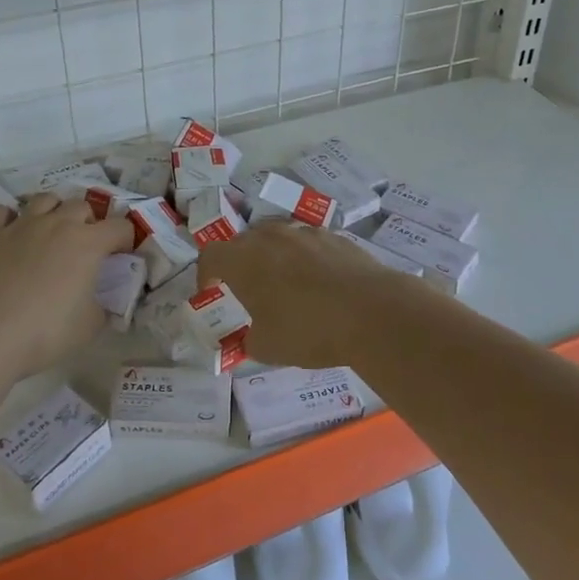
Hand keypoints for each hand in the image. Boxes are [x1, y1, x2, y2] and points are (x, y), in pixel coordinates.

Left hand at [0, 194, 134, 377]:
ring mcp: (21, 225)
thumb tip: (101, 299)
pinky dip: (9, 218)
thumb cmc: (45, 332)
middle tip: (84, 246)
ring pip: (45, 199)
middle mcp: (57, 224)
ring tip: (50, 232)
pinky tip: (10, 234)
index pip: (120, 227)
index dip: (126, 239)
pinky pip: (1, 211)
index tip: (122, 255)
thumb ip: (103, 305)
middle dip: (89, 222)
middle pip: (82, 206)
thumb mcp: (90, 326)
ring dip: (54, 211)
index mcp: (88, 243)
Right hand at [198, 220, 416, 367]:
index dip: (206, 273)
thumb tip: (249, 336)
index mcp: (243, 259)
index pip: (210, 255)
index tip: (212, 291)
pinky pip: (308, 244)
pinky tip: (320, 284)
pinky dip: (305, 259)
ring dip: (274, 257)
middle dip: (240, 263)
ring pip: (278, 238)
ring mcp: (304, 232)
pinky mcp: (335, 236)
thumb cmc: (308, 330)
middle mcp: (270, 236)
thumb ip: (249, 339)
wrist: (371, 311)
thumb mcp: (267, 347)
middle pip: (244, 242)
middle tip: (248, 290)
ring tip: (286, 286)